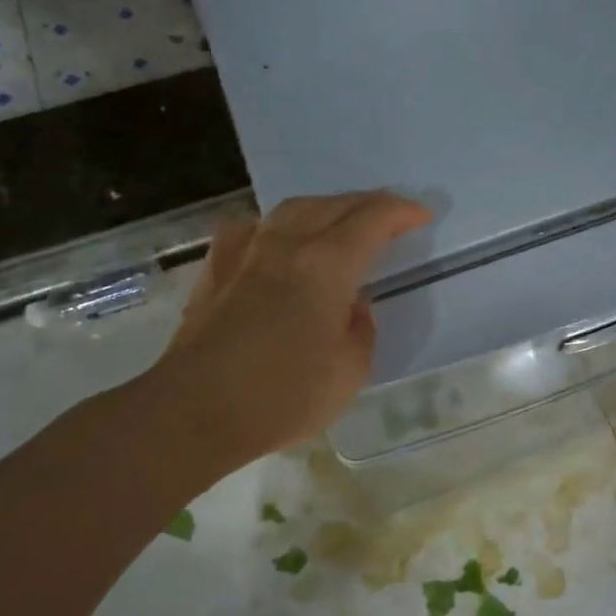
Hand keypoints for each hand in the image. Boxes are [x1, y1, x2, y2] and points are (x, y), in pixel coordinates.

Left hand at [140, 191, 431, 465]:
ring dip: (325, 206)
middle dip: (368, 203)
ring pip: (291, 209)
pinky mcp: (216, 270)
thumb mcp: (350, 371)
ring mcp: (246, 253)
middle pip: (334, 205)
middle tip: (390, 214)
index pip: (372, 220)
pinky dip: (275, 226)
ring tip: (340, 219)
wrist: (194, 412)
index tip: (422, 215)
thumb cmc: (282, 396)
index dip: (401, 212)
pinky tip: (275, 239)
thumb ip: (361, 329)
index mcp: (326, 265)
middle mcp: (287, 245)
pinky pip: (252, 229)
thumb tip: (351, 305)